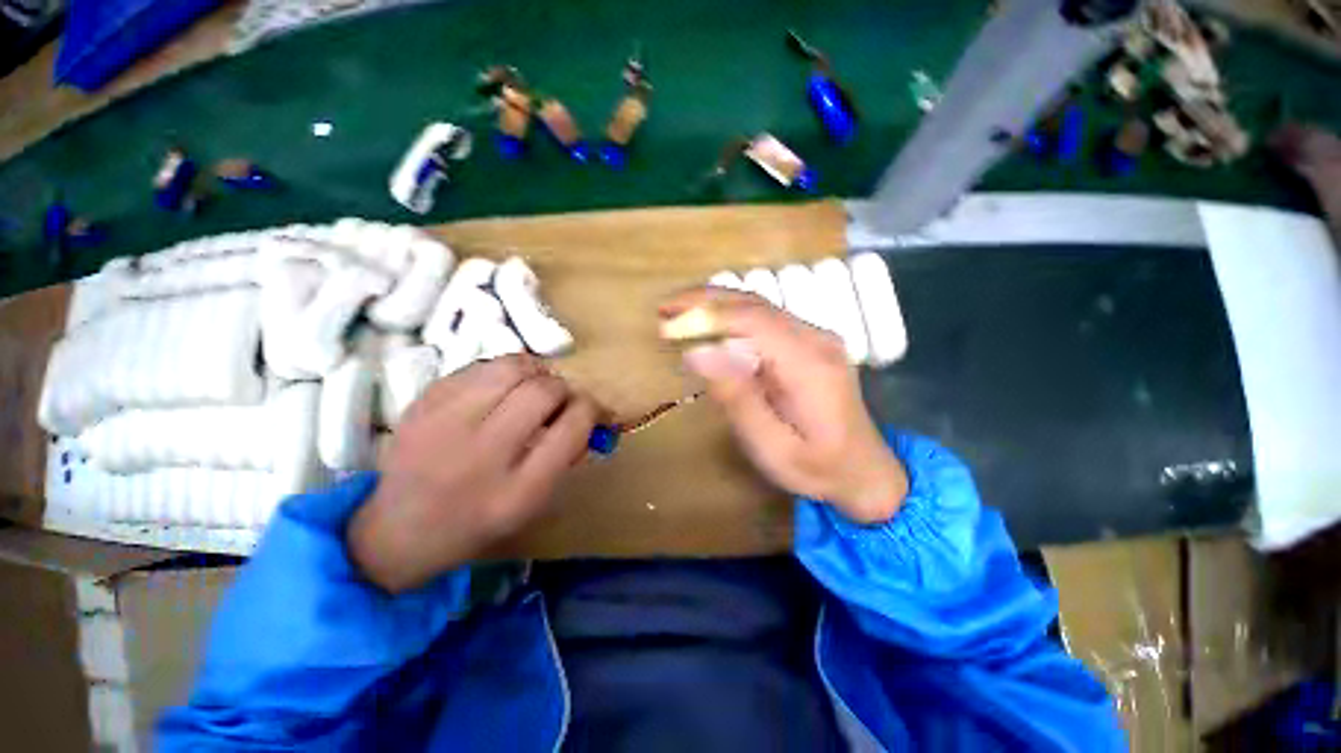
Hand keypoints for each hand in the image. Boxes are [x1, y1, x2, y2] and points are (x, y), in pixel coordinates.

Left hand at [347, 355, 597, 592]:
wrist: (399, 530)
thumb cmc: (480, 521)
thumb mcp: (534, 504)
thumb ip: (567, 455)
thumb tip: (588, 411)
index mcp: (518, 492)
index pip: (572, 428)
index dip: (591, 409)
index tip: (590, 409)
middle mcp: (481, 455)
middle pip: (544, 392)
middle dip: (564, 389)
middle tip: (560, 399)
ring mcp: (445, 425)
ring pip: (511, 367)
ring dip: (535, 372)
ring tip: (533, 386)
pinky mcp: (422, 404)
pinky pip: (479, 367)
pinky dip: (502, 372)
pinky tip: (500, 389)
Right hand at [661, 288, 907, 523]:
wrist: (865, 471)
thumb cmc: (818, 468)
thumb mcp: (772, 448)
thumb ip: (738, 399)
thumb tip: (699, 353)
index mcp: (809, 363)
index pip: (751, 320)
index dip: (705, 315)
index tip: (667, 323)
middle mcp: (815, 338)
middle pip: (754, 304)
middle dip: (704, 301)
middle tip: (664, 308)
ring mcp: (815, 337)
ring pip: (758, 306)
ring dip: (715, 305)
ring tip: (678, 313)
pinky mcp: (809, 343)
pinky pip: (764, 320)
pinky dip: (730, 318)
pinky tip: (709, 326)